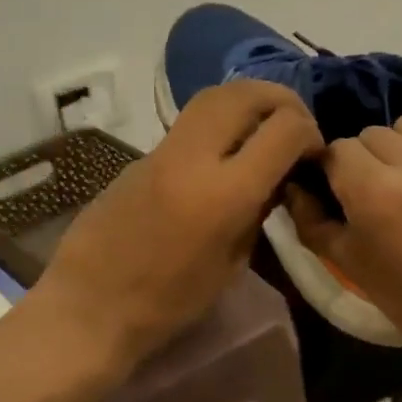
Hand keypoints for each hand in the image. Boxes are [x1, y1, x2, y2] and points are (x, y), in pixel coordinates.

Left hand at [36, 80, 322, 372]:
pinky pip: (190, 122)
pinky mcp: (140, 155)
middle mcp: (193, 157)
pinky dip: (220, 122)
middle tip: (294, 124)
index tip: (312, 153)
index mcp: (225, 193)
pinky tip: (225, 151)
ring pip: (214, 96)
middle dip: (281, 100)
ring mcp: (161, 151)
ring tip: (264, 127)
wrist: (89, 307)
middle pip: (246, 93)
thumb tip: (278, 175)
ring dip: (248, 101)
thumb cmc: (168, 303)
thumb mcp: (232, 264)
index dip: (310, 133)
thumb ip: (259, 210)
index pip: (285, 129)